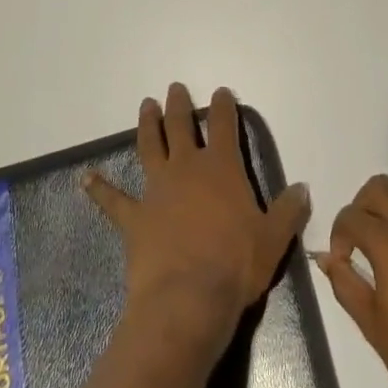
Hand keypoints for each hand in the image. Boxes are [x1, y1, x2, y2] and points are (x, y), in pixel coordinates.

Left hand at [85, 83, 309, 358]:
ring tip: (146, 105)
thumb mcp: (274, 238)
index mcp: (222, 167)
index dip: (224, 106)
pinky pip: (113, 200)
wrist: (187, 299)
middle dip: (180, 105)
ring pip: (150, 147)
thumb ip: (289, 210)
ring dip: (148, 125)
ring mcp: (157, 190)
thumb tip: (303, 188)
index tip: (221, 92)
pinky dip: (99, 188)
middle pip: (182, 126)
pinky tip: (85, 178)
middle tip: (175, 88)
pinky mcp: (134, 218)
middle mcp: (187, 168)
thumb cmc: (236, 264)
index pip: (225, 125)